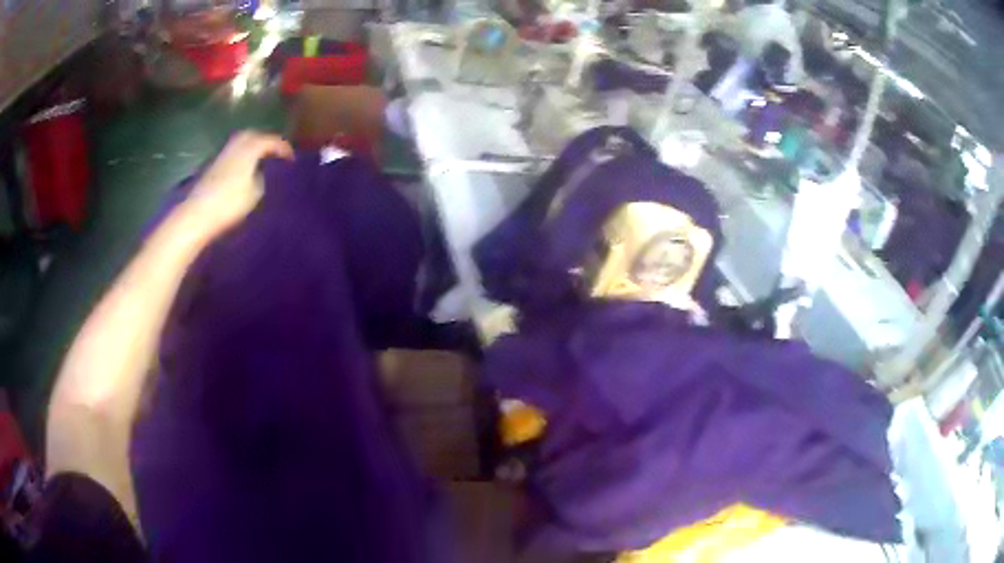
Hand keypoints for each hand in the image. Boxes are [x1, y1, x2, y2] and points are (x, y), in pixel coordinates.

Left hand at [181, 131, 293, 238]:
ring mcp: (222, 155)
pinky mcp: (213, 166)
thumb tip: (261, 172)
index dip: (283, 148)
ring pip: (240, 143)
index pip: (270, 141)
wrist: (197, 214)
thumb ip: (262, 178)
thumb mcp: (255, 193)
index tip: (292, 159)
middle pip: (253, 135)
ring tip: (261, 160)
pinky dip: (241, 156)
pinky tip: (244, 169)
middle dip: (265, 141)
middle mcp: (235, 146)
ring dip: (252, 147)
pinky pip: (232, 154)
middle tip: (275, 153)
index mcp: (249, 148)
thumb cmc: (229, 203)